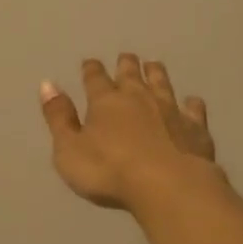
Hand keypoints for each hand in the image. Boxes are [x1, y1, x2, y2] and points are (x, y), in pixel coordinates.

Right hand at [39, 54, 220, 211]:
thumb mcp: (69, 149)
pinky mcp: (195, 127)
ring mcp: (170, 110)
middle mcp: (138, 98)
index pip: (95, 78)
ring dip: (156, 73)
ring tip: (154, 65)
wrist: (168, 185)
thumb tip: (47, 84)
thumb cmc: (109, 171)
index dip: (91, 70)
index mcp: (105, 102)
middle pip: (131, 74)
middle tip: (126, 57)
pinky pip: (193, 109)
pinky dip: (191, 103)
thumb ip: (59, 118)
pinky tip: (192, 102)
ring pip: (162, 83)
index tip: (90, 62)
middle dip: (126, 64)